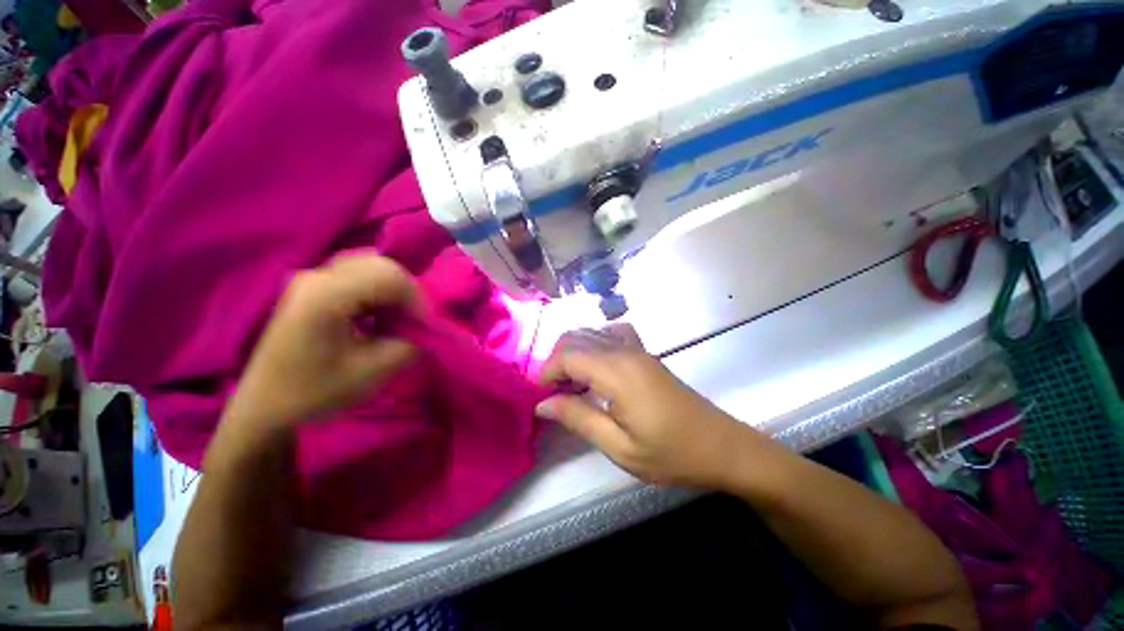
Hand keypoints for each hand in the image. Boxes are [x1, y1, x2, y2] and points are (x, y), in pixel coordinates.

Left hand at [227, 253, 420, 428]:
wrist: (266, 405)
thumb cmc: (315, 392)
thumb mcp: (373, 372)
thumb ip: (411, 345)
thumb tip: (429, 330)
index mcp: (326, 295)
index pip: (390, 277)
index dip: (416, 300)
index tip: (423, 328)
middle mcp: (318, 276)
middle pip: (382, 266)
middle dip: (408, 294)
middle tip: (413, 322)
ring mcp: (314, 278)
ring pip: (373, 267)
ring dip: (394, 292)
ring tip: (398, 320)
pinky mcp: (315, 286)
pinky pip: (360, 276)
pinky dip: (380, 292)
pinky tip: (379, 315)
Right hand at [536, 326, 773, 488]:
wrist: (721, 446)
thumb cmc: (671, 453)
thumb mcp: (619, 446)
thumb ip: (578, 418)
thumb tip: (542, 404)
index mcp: (617, 372)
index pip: (567, 355)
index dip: (547, 371)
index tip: (539, 395)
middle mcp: (624, 351)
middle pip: (576, 338)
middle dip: (556, 360)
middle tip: (553, 392)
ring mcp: (637, 349)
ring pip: (591, 333)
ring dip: (573, 352)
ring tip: (570, 384)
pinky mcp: (646, 353)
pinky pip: (611, 334)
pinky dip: (594, 344)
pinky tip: (596, 367)